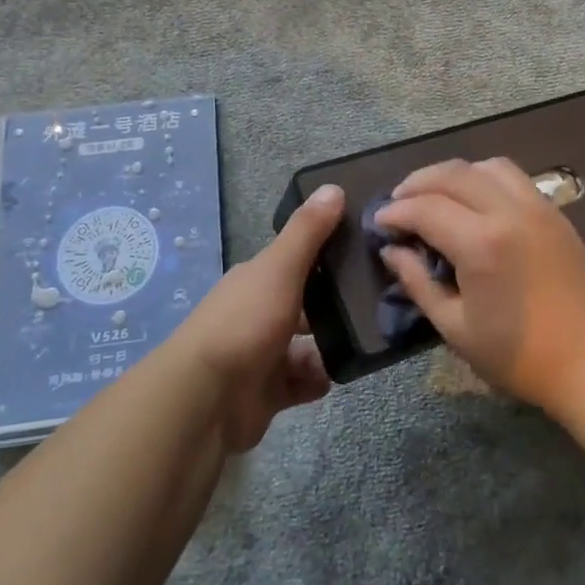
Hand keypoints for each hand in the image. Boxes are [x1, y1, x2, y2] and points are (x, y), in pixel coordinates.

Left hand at [170, 184, 343, 452]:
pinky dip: (319, 378)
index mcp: (257, 280)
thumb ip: (307, 231)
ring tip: (367, 339)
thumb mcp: (279, 268)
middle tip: (378, 301)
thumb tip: (333, 186)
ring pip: (308, 345)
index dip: (327, 254)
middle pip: (305, 304)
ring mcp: (261, 354)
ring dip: (332, 345)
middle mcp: (258, 312)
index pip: (296, 261)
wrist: (206, 398)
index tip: (366, 251)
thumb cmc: (244, 323)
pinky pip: (302, 381)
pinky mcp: (267, 392)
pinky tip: (339, 372)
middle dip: (336, 305)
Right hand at [374, 158, 584, 407]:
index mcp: (481, 243)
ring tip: (435, 196)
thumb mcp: (456, 328)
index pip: (425, 208)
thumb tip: (392, 252)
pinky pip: (514, 177)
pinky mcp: (556, 213)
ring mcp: (537, 208)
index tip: (378, 223)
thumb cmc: (520, 357)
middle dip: (417, 183)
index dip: (395, 212)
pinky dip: (484, 178)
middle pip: (453, 173)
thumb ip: (419, 283)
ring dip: (453, 174)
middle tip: (397, 203)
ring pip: (486, 166)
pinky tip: (474, 202)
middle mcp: (509, 212)